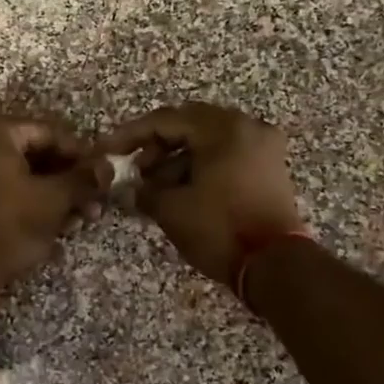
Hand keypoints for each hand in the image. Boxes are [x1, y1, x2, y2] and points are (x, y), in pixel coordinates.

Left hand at [0, 109, 101, 294]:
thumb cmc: (9, 224)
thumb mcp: (54, 199)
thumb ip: (83, 178)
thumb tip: (108, 167)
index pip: (50, 133)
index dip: (81, 155)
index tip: (102, 175)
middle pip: (34, 151)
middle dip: (67, 178)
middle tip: (93, 199)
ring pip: (20, 169)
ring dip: (51, 191)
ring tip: (79, 216)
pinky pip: (2, 182)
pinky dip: (28, 196)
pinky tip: (55, 220)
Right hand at [98, 101, 301, 286]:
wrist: (276, 264)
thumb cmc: (220, 229)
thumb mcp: (172, 209)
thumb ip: (144, 191)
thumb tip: (131, 189)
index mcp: (223, 128)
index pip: (166, 120)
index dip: (131, 135)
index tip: (108, 149)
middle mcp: (247, 127)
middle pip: (190, 125)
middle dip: (157, 146)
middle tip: (134, 169)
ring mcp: (263, 147)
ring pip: (209, 142)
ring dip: (178, 159)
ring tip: (154, 188)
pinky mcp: (269, 168)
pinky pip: (227, 156)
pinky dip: (202, 167)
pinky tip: (181, 191)